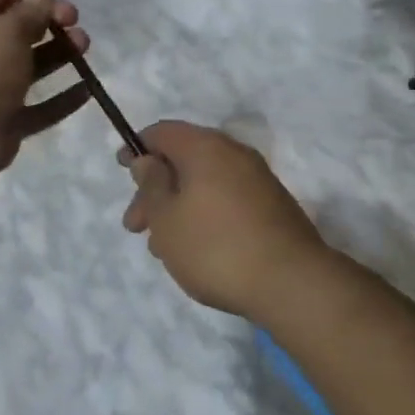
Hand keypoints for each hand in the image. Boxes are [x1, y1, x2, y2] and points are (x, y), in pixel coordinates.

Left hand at [0, 0, 92, 182]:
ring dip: (62, 52)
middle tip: (74, 22)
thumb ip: (30, 10)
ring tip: (84, 48)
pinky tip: (87, 88)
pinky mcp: (10, 119)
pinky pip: (42, 106)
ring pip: (34, 64)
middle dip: (51, 19)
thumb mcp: (6, 31)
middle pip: (22, 27)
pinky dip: (64, 98)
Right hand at [118, 121, 330, 322]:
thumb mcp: (166, 218)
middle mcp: (235, 154)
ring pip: (205, 184)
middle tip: (135, 226)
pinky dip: (204, 216)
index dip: (138, 147)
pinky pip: (226, 200)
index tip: (122, 170)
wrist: (292, 283)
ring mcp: (258, 180)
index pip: (164, 131)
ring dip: (177, 207)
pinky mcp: (273, 207)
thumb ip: (151, 185)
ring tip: (163, 248)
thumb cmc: (215, 246)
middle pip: (184, 159)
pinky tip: (195, 249)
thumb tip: (148, 160)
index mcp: (206, 147)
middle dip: (155, 189)